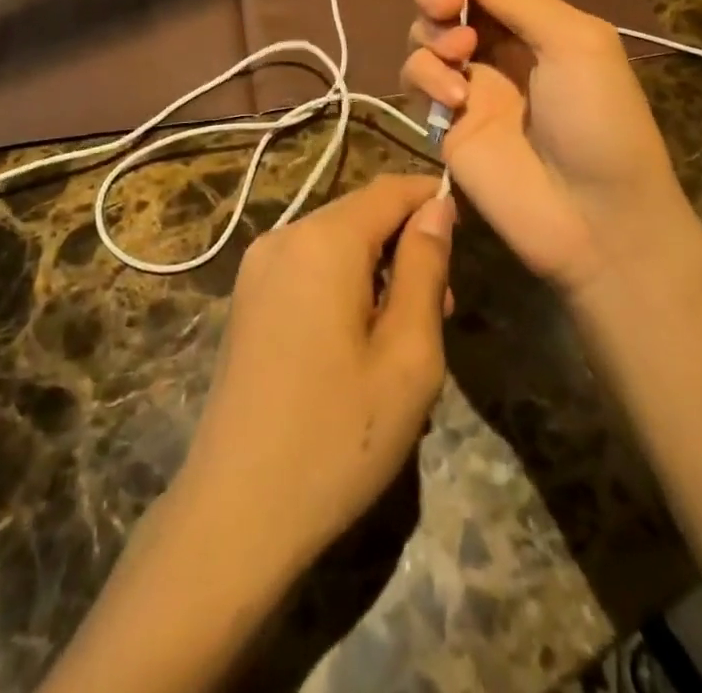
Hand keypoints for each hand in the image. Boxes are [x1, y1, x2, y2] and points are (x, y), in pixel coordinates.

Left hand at [171, 174, 454, 574]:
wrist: (236, 511)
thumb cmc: (338, 435)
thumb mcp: (407, 355)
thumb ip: (425, 268)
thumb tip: (436, 207)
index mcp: (323, 240)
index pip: (389, 190)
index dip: (430, 199)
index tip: (466, 235)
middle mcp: (283, 236)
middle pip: (360, 214)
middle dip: (406, 245)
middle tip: (442, 309)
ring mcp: (257, 267)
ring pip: (335, 242)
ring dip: (377, 269)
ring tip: (405, 335)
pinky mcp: (247, 299)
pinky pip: (308, 268)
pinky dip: (343, 284)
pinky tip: (358, 342)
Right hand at [401, 0, 686, 292]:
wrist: (595, 218)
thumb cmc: (600, 119)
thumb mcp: (573, 42)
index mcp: (536, 24)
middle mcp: (498, 49)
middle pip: (446, 2)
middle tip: (449, 4)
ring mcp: (469, 86)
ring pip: (424, 36)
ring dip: (433, 33)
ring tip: (462, 53)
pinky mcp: (444, 124)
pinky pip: (417, 80)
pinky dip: (427, 78)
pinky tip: (456, 99)